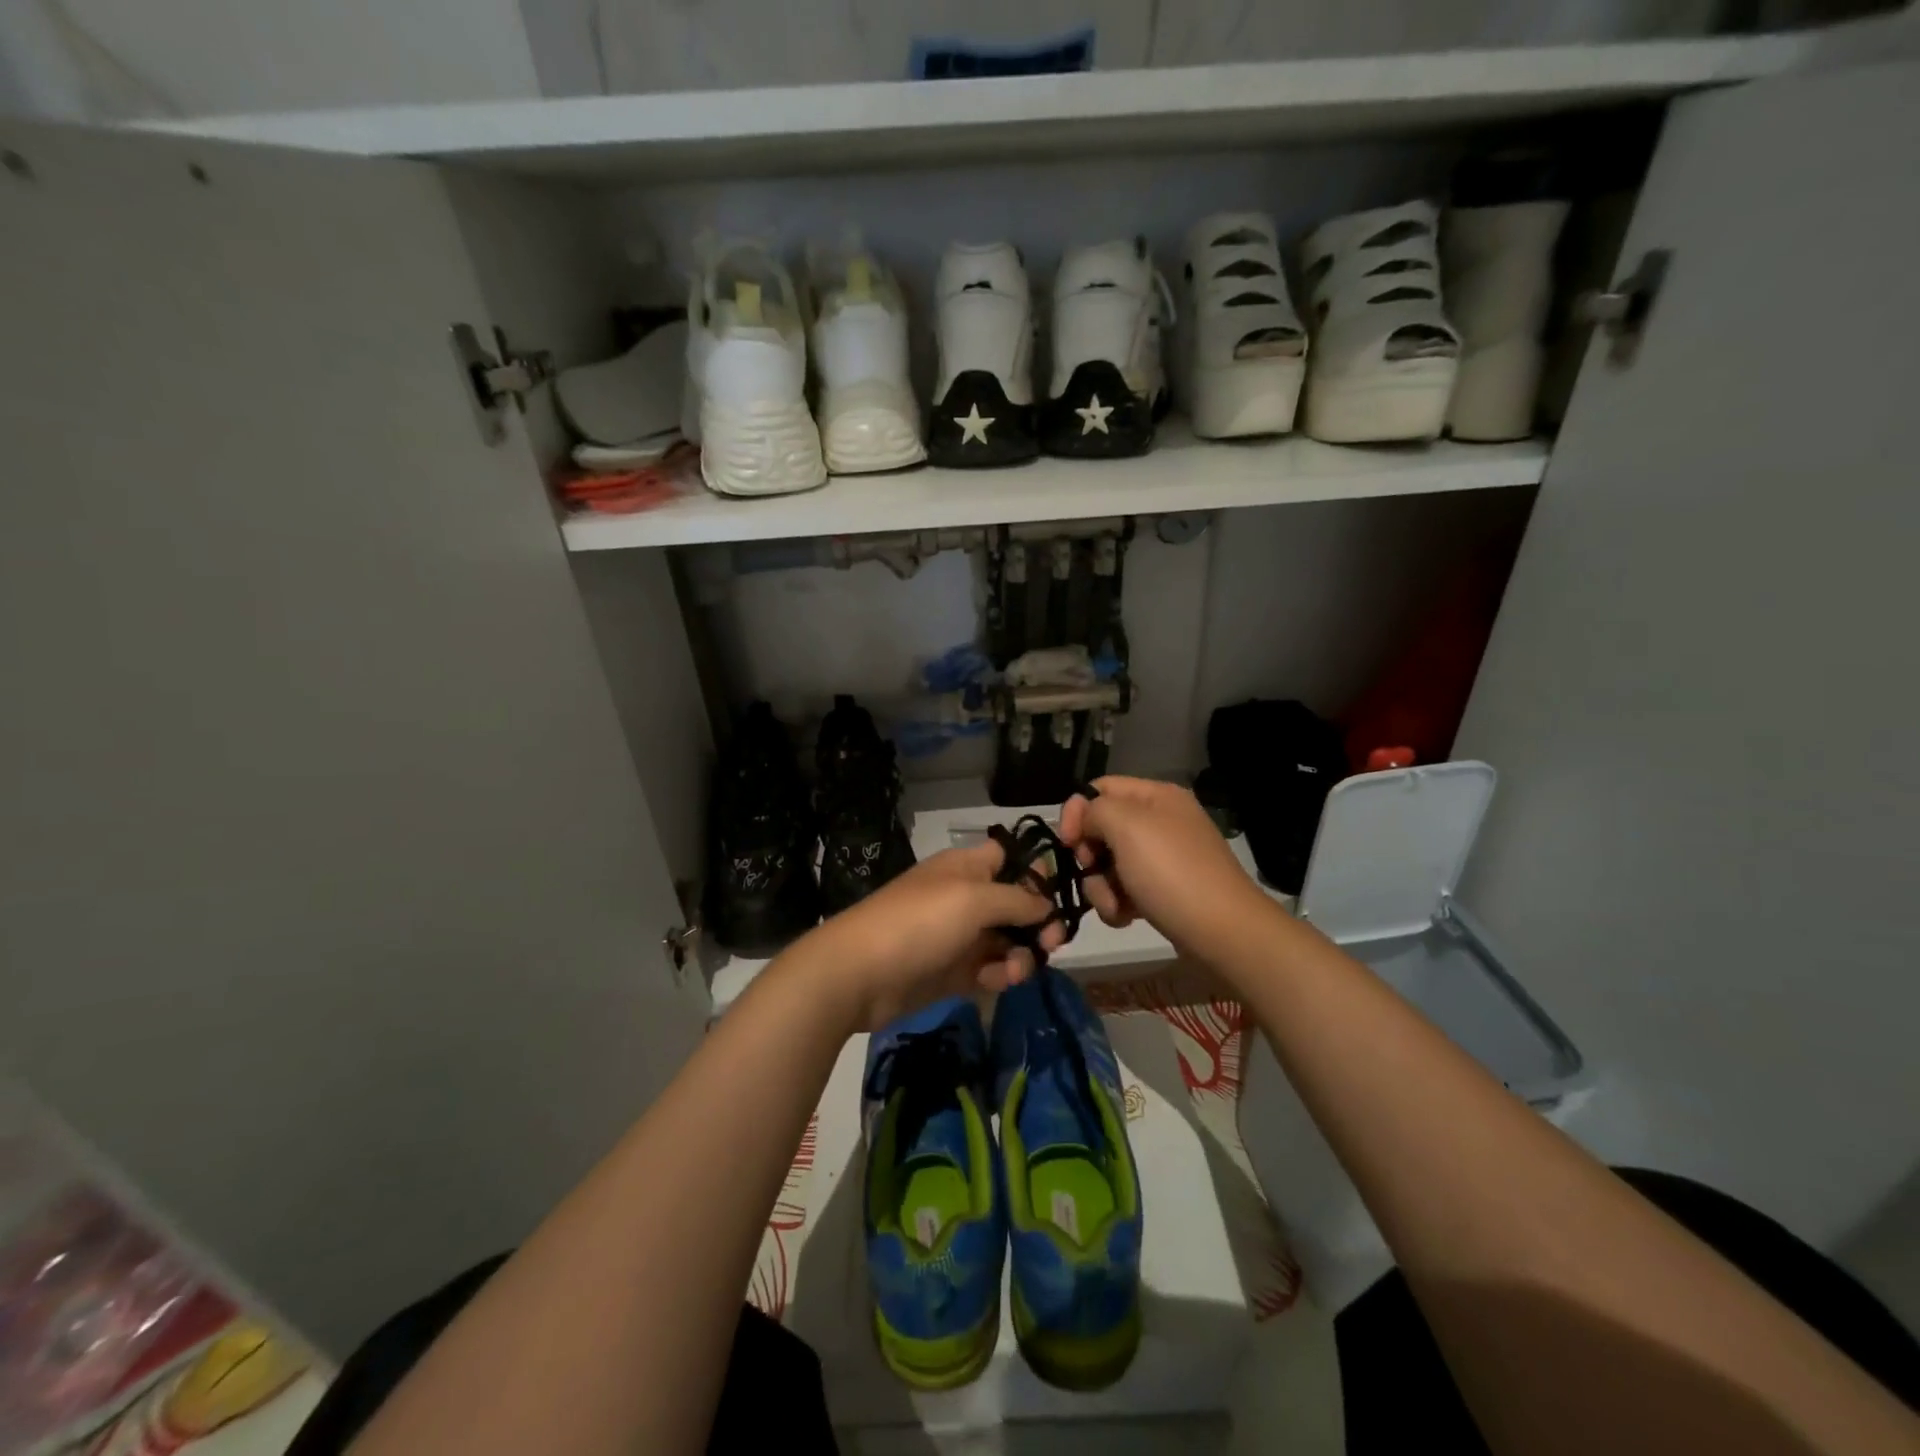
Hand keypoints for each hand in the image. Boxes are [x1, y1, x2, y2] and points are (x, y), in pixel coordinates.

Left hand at [801, 842, 1063, 1031]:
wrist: (859, 974)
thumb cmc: (919, 922)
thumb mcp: (974, 899)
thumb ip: (1018, 899)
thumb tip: (1047, 904)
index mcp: (966, 867)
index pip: (1009, 858)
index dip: (1034, 872)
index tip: (1059, 895)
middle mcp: (964, 897)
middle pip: (1014, 904)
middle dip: (1037, 922)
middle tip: (1051, 942)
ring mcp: (957, 936)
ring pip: (1005, 940)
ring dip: (1020, 953)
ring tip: (1016, 969)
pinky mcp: (951, 972)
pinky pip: (988, 969)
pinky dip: (999, 974)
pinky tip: (997, 980)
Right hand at [1059, 776, 1271, 963]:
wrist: (1223, 932)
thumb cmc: (1171, 872)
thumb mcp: (1126, 826)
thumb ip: (1094, 810)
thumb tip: (1086, 823)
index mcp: (1156, 796)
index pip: (1099, 789)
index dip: (1076, 812)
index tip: (1067, 844)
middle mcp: (1160, 821)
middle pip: (1102, 829)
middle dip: (1089, 856)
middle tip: (1092, 873)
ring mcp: (1163, 858)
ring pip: (1109, 864)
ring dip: (1101, 887)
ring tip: (1115, 906)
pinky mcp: (1163, 891)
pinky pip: (1125, 890)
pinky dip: (1118, 904)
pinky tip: (1126, 918)